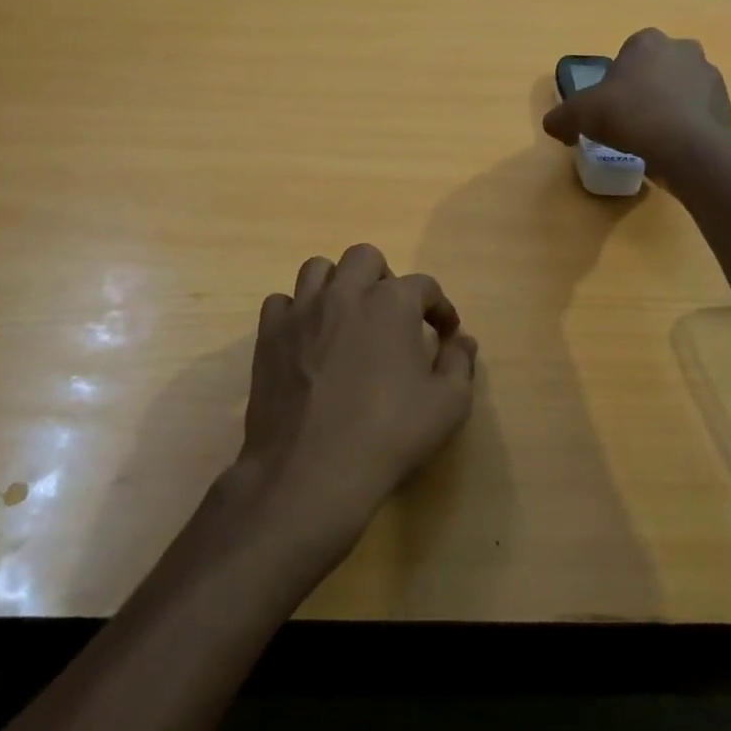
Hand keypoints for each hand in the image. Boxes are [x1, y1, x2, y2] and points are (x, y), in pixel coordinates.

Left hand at [232, 244, 477, 554]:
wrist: (310, 471)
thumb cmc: (388, 435)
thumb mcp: (447, 405)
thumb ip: (460, 363)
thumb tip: (461, 340)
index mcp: (391, 303)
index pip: (424, 285)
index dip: (440, 307)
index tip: (445, 332)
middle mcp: (345, 293)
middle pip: (365, 258)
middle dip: (384, 279)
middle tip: (392, 315)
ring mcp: (301, 312)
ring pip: (318, 269)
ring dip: (338, 285)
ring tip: (348, 317)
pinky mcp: (269, 336)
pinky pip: (281, 302)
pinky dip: (297, 312)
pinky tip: (308, 339)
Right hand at [542, 28, 730, 171]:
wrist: (685, 147)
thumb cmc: (630, 116)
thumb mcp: (580, 116)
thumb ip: (561, 118)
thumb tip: (553, 126)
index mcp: (647, 41)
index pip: (627, 53)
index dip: (616, 80)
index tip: (609, 106)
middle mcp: (683, 49)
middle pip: (655, 69)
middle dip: (645, 89)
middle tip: (629, 121)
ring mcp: (709, 75)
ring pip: (680, 89)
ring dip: (668, 106)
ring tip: (652, 138)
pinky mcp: (725, 103)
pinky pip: (698, 111)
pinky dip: (686, 124)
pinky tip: (672, 147)